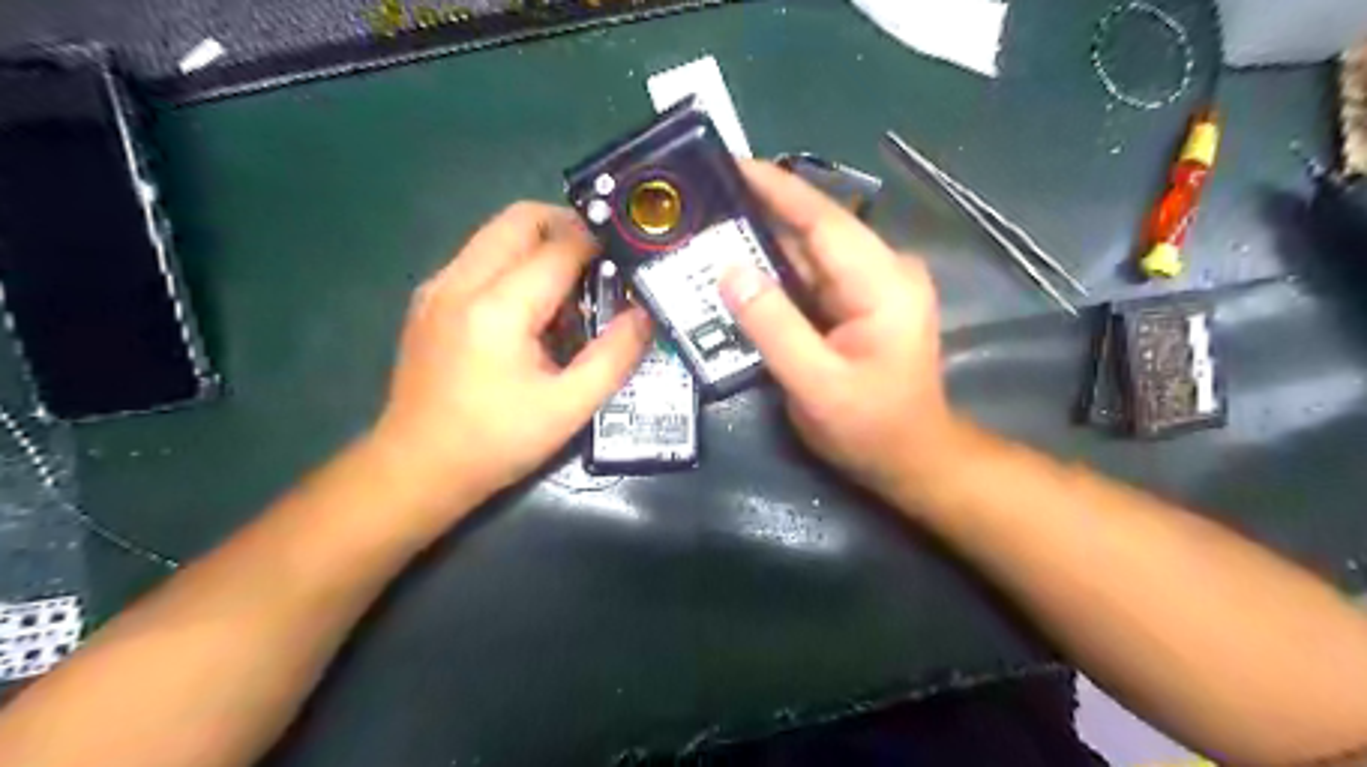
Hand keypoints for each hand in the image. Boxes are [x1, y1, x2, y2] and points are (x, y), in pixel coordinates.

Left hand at [371, 202, 649, 506]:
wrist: (416, 468)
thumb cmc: (496, 442)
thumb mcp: (569, 406)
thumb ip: (615, 356)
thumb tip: (645, 315)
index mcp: (497, 307)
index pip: (559, 247)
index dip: (599, 245)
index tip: (627, 260)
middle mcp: (461, 281)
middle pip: (520, 218)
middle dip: (567, 227)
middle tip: (600, 263)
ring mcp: (438, 287)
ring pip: (497, 233)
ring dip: (540, 245)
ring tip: (569, 292)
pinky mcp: (429, 300)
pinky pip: (480, 257)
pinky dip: (514, 264)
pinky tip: (530, 311)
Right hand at [720, 162, 951, 495]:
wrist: (911, 457)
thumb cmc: (869, 428)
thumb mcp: (816, 385)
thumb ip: (773, 326)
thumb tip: (729, 269)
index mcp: (883, 283)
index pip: (823, 220)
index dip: (776, 187)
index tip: (729, 163)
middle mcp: (883, 270)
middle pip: (814, 229)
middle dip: (760, 210)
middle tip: (703, 199)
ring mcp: (872, 285)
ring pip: (809, 251)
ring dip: (762, 239)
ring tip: (708, 226)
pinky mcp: (859, 301)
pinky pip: (811, 275)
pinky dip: (775, 269)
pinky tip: (737, 266)